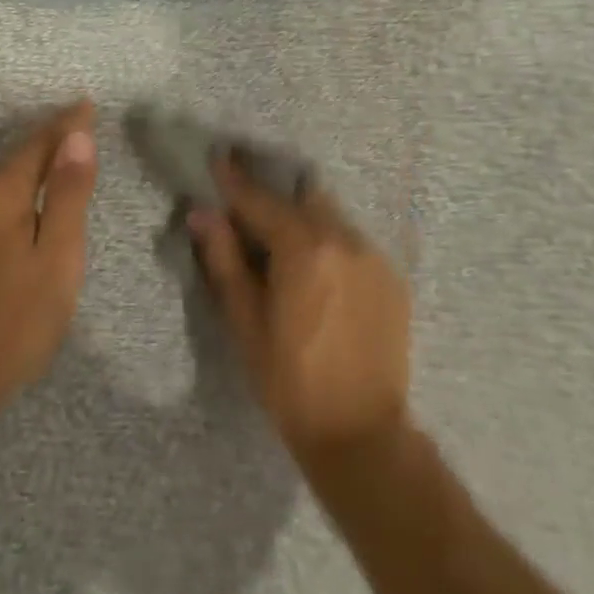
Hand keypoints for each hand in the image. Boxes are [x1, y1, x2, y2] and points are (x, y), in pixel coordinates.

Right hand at [190, 158, 411, 461]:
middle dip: (272, 197)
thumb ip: (225, 260)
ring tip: (280, 240)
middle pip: (301, 199)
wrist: (361, 435)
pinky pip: (351, 242)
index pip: (260, 202)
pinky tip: (315, 270)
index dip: (235, 181)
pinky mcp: (391, 278)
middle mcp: (344, 240)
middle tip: (246, 206)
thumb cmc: (289, 382)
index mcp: (304, 249)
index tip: (218, 158)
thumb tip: (202, 214)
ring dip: (301, 219)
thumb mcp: (246, 322)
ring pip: (329, 217)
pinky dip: (327, 242)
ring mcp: (373, 258)